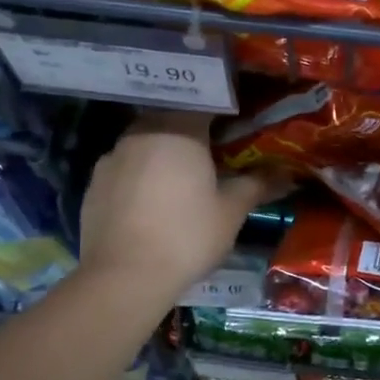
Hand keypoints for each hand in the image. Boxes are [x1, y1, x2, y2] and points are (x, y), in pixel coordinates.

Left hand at [79, 112, 282, 301]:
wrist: (124, 276)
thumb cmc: (188, 236)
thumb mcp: (232, 211)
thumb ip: (257, 185)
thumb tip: (285, 173)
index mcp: (179, 130)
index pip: (204, 103)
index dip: (222, 112)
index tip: (236, 127)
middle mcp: (142, 133)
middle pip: (171, 120)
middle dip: (191, 133)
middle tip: (212, 156)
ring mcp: (112, 157)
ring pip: (145, 143)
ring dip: (162, 154)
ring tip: (180, 182)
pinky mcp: (94, 184)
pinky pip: (125, 168)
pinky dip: (140, 177)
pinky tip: (151, 204)